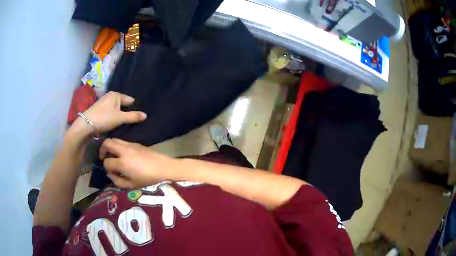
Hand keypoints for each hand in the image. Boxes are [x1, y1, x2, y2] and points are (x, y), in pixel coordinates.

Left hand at [84, 91, 146, 132]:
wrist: (86, 124)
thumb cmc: (104, 118)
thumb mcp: (120, 118)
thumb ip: (133, 116)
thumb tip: (146, 115)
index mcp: (116, 95)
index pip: (130, 100)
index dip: (135, 108)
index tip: (138, 117)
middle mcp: (110, 96)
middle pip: (123, 104)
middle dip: (127, 111)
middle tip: (132, 122)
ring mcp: (104, 102)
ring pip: (116, 108)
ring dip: (120, 115)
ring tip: (124, 124)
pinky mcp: (100, 109)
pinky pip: (111, 111)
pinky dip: (114, 116)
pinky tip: (115, 123)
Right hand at [99, 138, 178, 188]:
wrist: (166, 169)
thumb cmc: (149, 180)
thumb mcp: (132, 186)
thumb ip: (118, 181)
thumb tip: (110, 174)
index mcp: (122, 162)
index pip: (106, 162)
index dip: (106, 168)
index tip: (111, 172)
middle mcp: (124, 150)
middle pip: (107, 143)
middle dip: (102, 149)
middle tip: (103, 157)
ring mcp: (131, 145)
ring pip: (115, 139)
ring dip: (110, 146)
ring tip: (113, 156)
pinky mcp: (137, 143)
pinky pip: (123, 141)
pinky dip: (118, 146)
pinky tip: (123, 155)